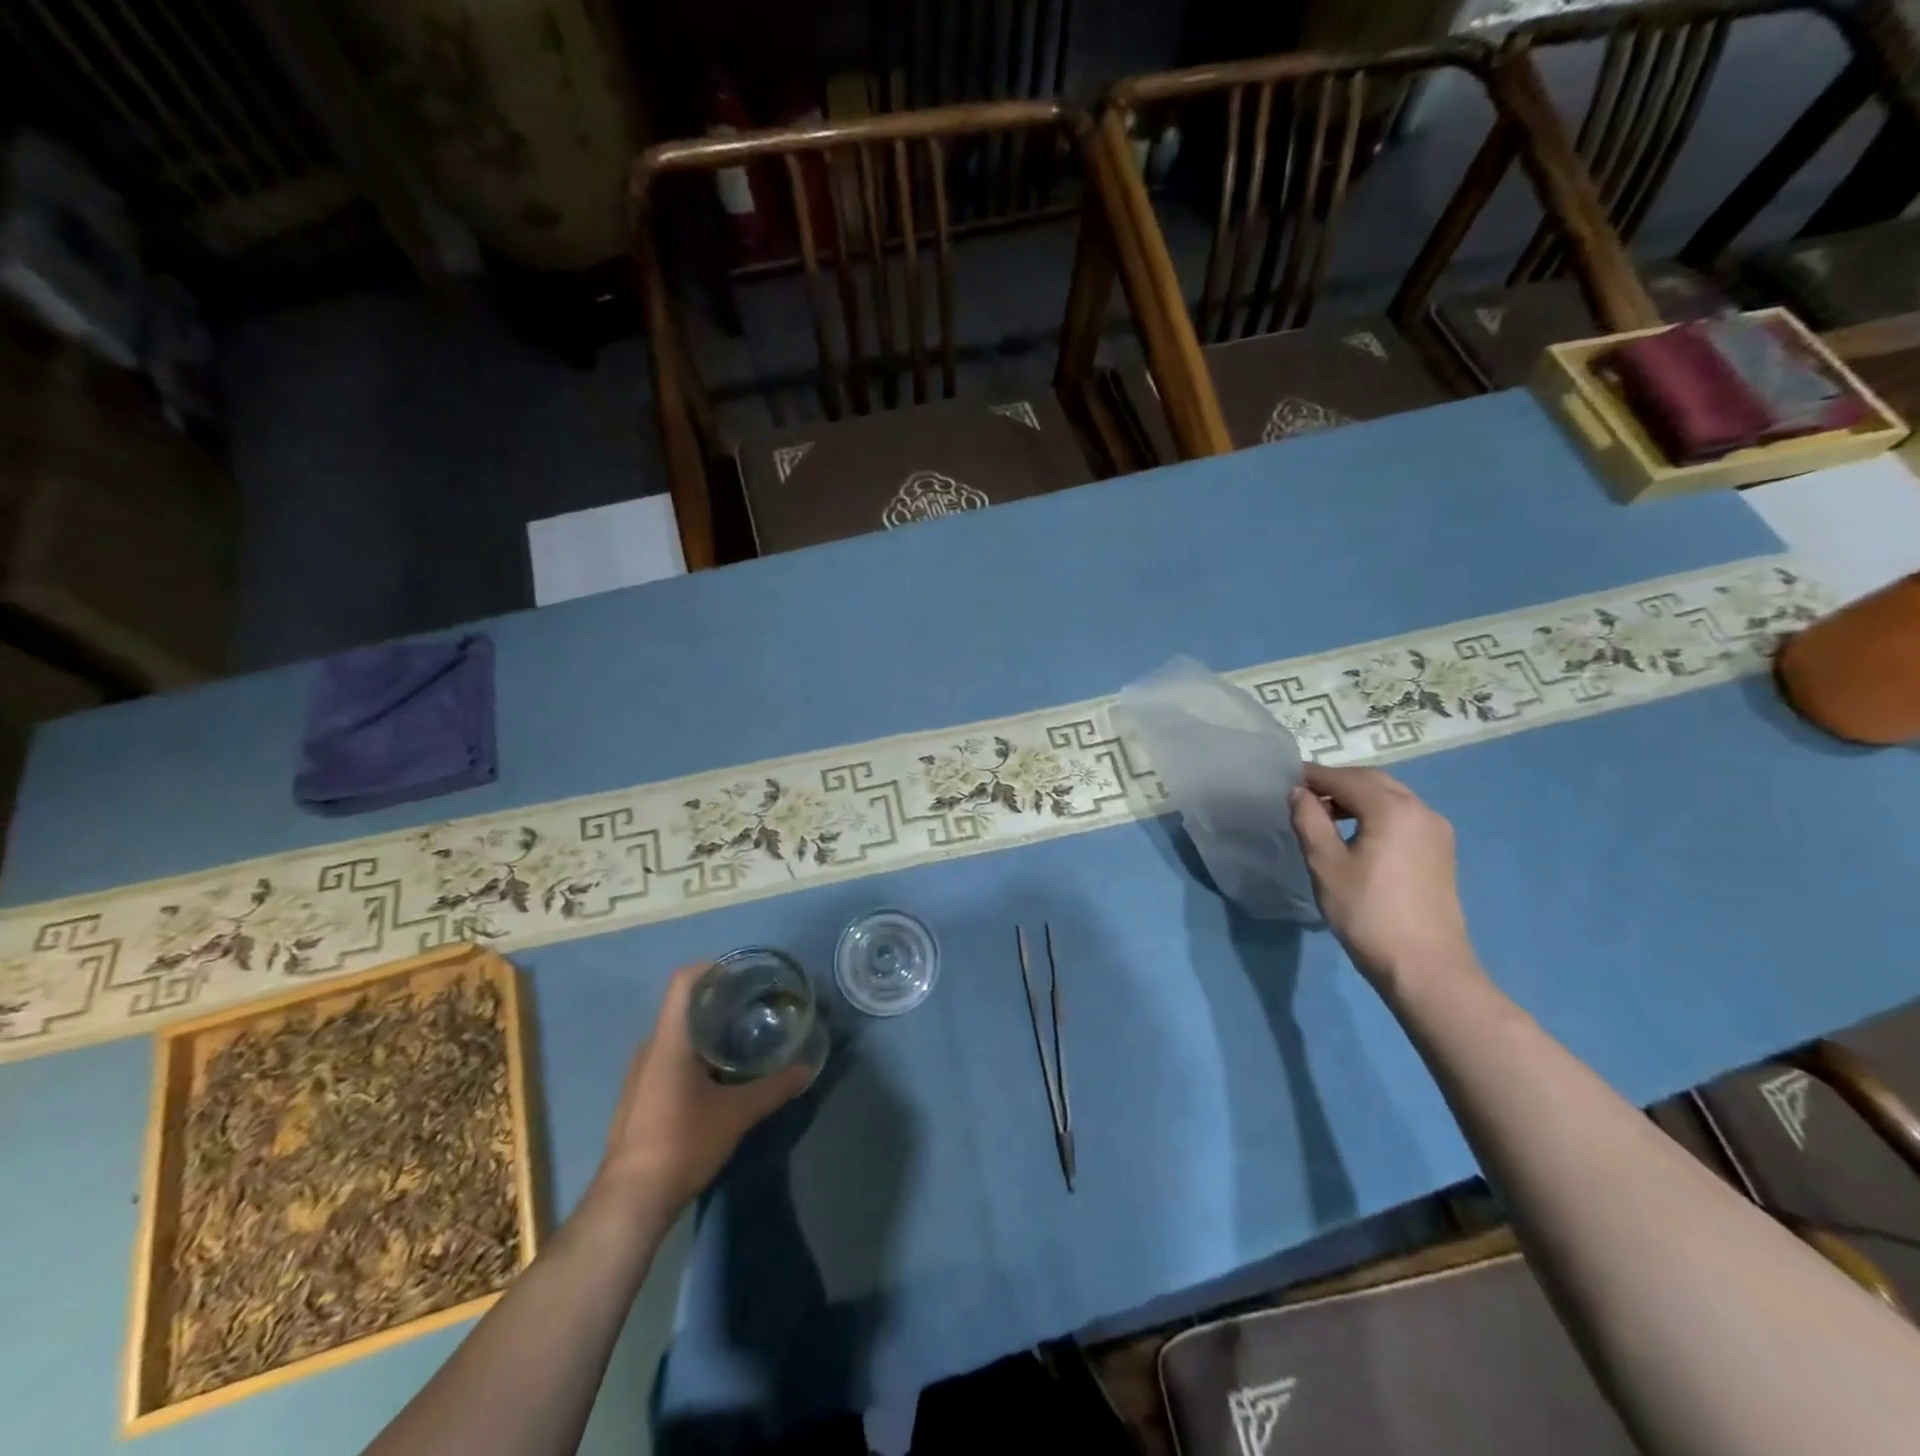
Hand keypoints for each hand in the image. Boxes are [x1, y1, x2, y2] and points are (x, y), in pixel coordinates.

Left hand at [594, 963, 812, 1218]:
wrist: (629, 1202)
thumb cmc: (682, 1144)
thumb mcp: (736, 1114)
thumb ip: (774, 1087)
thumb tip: (809, 1067)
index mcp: (669, 1041)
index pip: (683, 982)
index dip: (711, 968)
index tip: (742, 973)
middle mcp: (650, 1049)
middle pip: (682, 1007)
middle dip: (717, 1001)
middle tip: (754, 1005)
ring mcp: (640, 1075)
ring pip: (676, 1036)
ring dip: (706, 1030)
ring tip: (742, 1036)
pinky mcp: (639, 1097)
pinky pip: (668, 1059)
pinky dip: (694, 1054)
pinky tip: (719, 1075)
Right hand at [1288, 764, 1479, 994]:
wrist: (1424, 966)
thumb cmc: (1367, 913)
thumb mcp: (1325, 864)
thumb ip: (1310, 820)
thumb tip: (1299, 793)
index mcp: (1392, 809)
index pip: (1345, 778)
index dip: (1313, 777)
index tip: (1286, 781)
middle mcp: (1421, 810)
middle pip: (1372, 781)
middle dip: (1337, 782)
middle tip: (1303, 796)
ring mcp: (1436, 830)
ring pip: (1391, 796)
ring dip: (1357, 797)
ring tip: (1325, 815)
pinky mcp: (1441, 850)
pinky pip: (1403, 815)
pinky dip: (1376, 812)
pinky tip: (1356, 833)